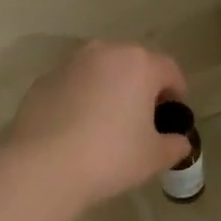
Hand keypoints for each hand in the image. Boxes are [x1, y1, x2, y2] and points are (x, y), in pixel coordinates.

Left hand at [4, 41, 191, 212]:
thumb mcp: (154, 157)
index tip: (174, 115)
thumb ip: (174, 145)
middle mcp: (103, 53)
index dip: (177, 92)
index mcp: (138, 64)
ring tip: (108, 123)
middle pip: (133, 64)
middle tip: (143, 119)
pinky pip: (72, 86)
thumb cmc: (110, 157)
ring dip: (109, 90)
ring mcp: (68, 64)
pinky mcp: (42, 82)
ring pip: (99, 72)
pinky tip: (77, 130)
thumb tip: (179, 142)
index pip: (169, 70)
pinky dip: (80, 99)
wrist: (43, 167)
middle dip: (142, 87)